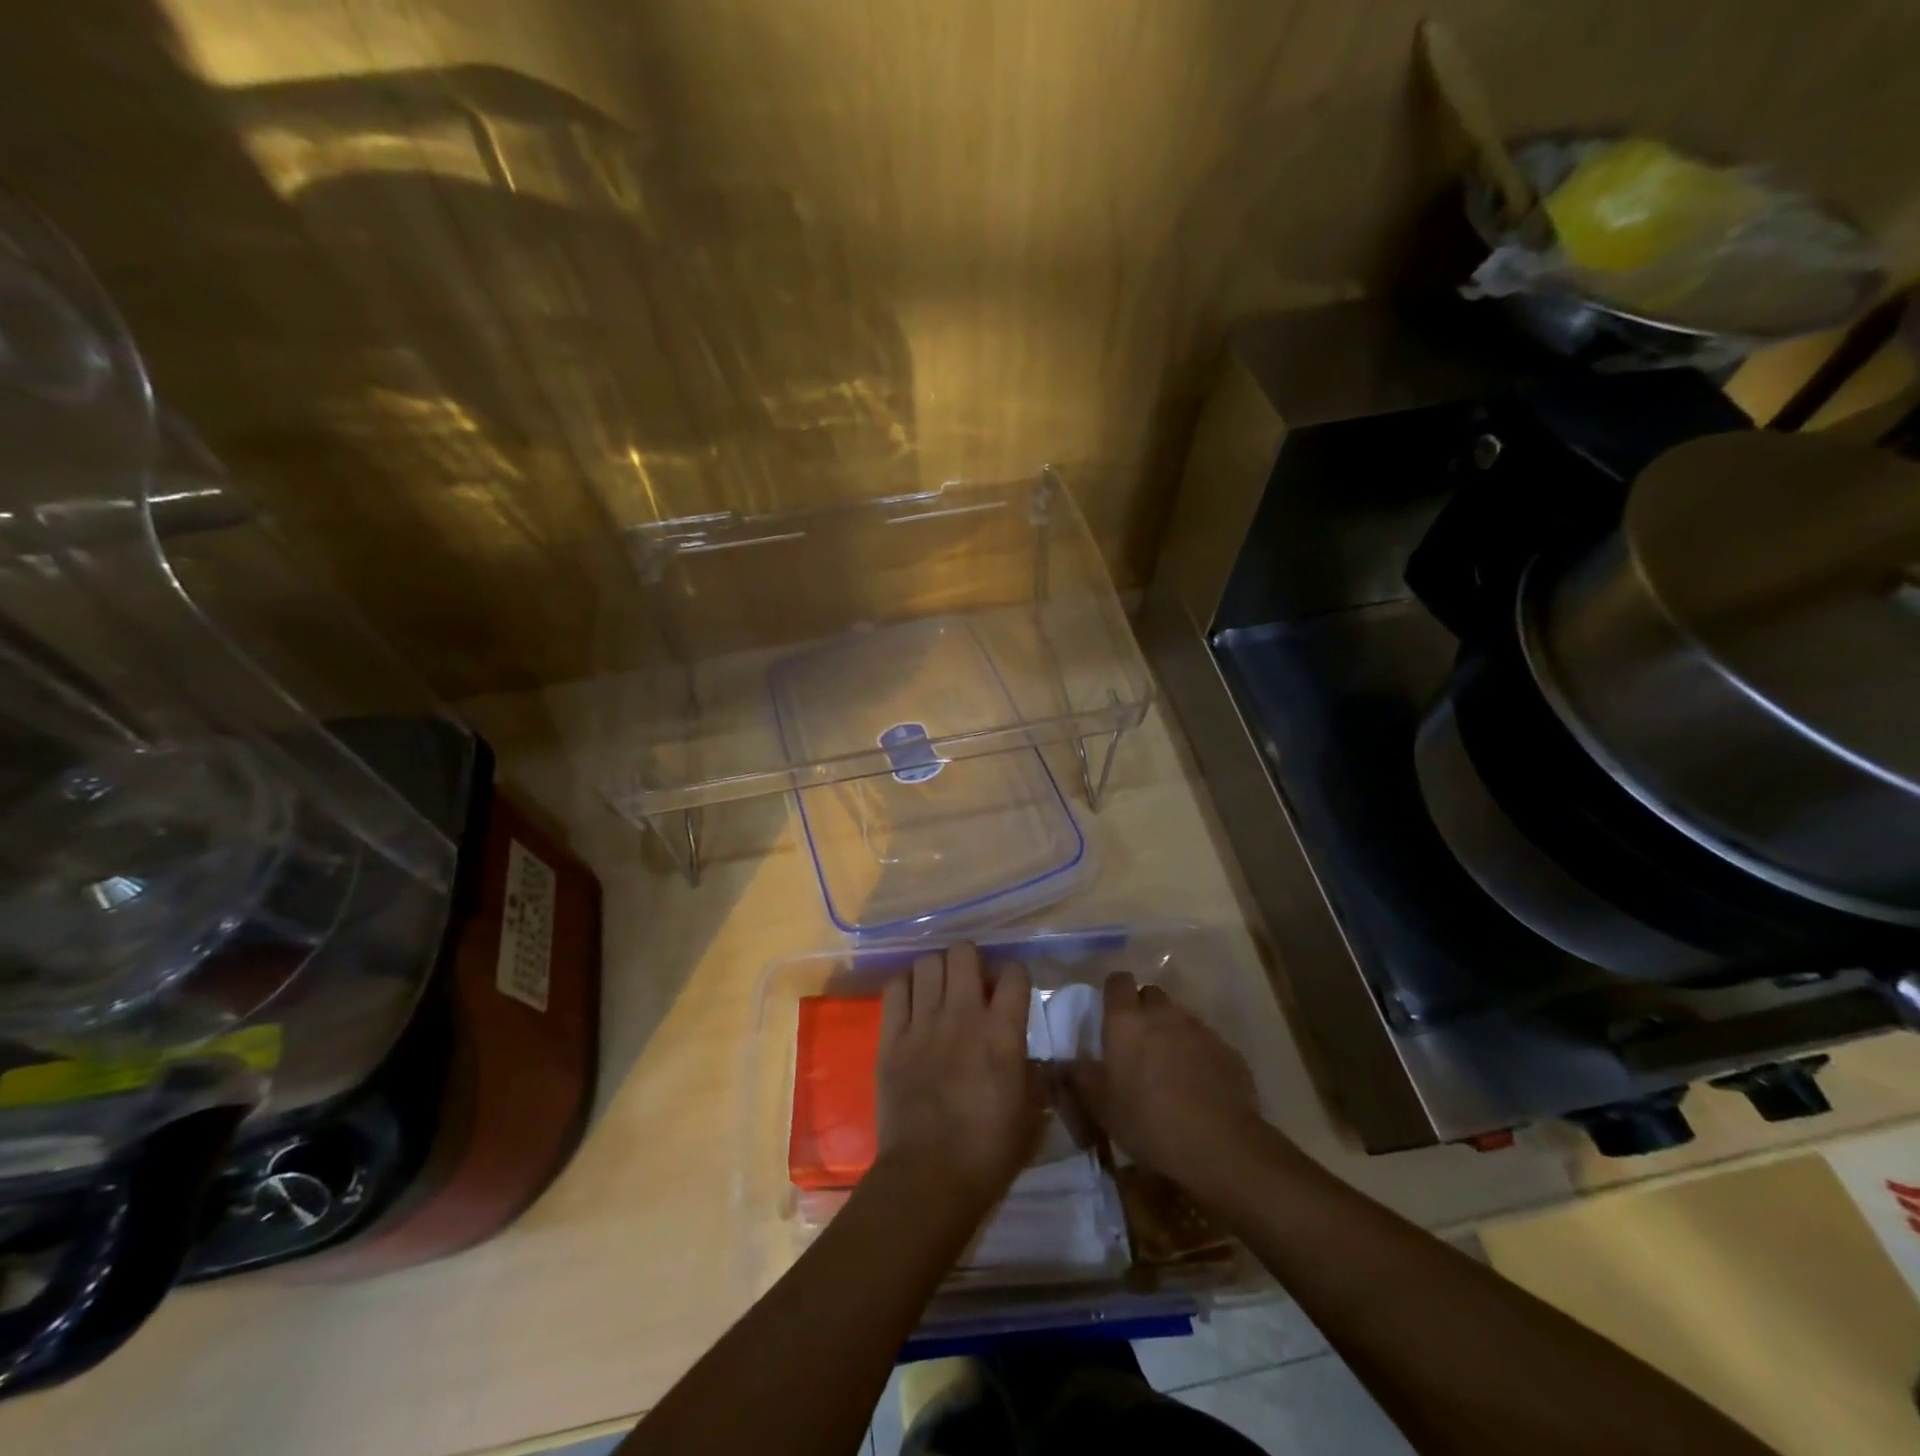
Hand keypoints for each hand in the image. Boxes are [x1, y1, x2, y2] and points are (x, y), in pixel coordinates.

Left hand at [874, 942, 1041, 1208]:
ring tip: (940, 989)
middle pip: (964, 952)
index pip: (1014, 973)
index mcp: (1003, 1033)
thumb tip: (1027, 1054)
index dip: (1014, 976)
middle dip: (972, 960)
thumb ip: (1032, 1072)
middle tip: (971, 983)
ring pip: (927, 962)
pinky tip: (913, 1000)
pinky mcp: (891, 1036)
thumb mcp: (1030, 1112)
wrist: (929, 1177)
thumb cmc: (989, 1152)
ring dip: (938, 970)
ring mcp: (923, 1023)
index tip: (1010, 991)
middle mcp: (962, 1015)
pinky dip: (906, 985)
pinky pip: (896, 987)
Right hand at [1070, 972, 1271, 1201]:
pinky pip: (1205, 1041)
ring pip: (1179, 1016)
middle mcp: (1162, 1014)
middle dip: (1143, 1010)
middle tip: (1137, 1041)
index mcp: (1126, 1021)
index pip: (1118, 981)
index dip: (1114, 993)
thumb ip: (1080, 1077)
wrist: (1218, 1144)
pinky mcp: (1227, 1050)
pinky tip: (1197, 1083)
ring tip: (1168, 1065)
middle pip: (1151, 994)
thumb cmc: (1148, 1121)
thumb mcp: (1101, 1106)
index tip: (1110, 1013)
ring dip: (1170, 1031)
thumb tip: (1063, 1062)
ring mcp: (1198, 1029)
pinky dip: (1198, 1053)